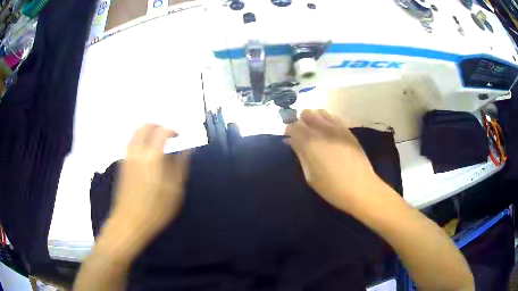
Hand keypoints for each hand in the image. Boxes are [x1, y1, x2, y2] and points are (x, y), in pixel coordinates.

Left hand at [111, 124, 190, 237]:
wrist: (130, 222)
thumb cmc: (156, 209)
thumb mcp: (175, 190)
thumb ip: (181, 166)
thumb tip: (187, 150)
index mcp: (152, 156)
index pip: (162, 131)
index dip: (173, 131)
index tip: (180, 138)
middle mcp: (137, 151)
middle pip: (145, 126)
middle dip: (158, 127)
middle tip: (168, 137)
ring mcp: (127, 158)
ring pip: (135, 134)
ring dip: (147, 133)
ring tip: (157, 144)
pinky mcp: (122, 165)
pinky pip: (130, 144)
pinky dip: (139, 142)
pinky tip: (146, 157)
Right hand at [285, 109, 382, 211]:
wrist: (361, 188)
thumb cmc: (332, 187)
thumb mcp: (310, 176)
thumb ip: (300, 154)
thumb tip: (292, 141)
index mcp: (310, 142)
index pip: (293, 126)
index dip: (289, 131)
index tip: (289, 139)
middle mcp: (323, 129)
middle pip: (306, 113)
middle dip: (301, 122)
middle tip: (302, 135)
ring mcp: (337, 128)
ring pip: (320, 111)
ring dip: (314, 119)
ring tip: (315, 132)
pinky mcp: (348, 130)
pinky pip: (333, 117)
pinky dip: (327, 120)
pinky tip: (328, 133)